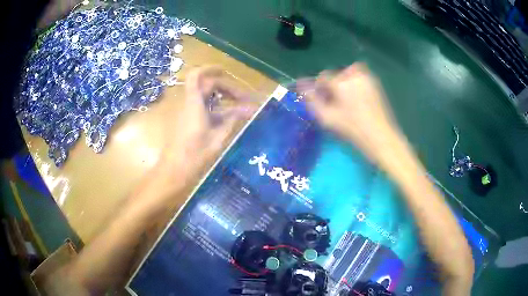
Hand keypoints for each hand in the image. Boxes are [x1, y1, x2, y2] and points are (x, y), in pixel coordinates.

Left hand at [159, 66, 254, 182]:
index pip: (197, 76)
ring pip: (206, 97)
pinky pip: (203, 108)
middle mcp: (188, 104)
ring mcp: (187, 113)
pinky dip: (217, 109)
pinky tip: (230, 119)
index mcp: (193, 104)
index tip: (226, 70)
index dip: (210, 68)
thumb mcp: (218, 138)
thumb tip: (251, 109)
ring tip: (242, 109)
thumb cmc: (194, 156)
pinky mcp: (187, 122)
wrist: (173, 172)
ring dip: (223, 99)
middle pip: (206, 86)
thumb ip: (233, 120)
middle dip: (227, 88)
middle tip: (245, 99)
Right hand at [301, 63, 403, 163]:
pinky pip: (359, 75)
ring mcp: (366, 77)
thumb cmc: (352, 129)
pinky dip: (354, 81)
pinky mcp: (375, 82)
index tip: (321, 100)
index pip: (322, 77)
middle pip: (335, 75)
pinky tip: (356, 97)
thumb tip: (301, 85)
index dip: (319, 88)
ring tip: (345, 99)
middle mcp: (354, 75)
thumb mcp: (327, 118)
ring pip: (347, 73)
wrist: (380, 136)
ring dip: (343, 82)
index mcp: (341, 83)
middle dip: (332, 86)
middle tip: (335, 103)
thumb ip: (311, 99)